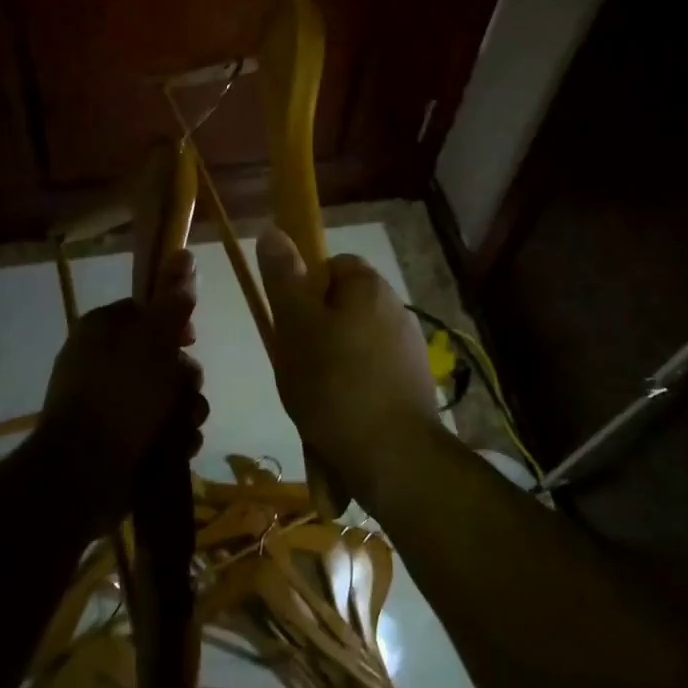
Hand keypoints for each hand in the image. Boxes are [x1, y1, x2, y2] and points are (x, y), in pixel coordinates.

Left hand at [40, 251, 208, 498]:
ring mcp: (109, 404)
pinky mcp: (118, 440)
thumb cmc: (121, 394)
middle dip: (185, 376)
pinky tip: (175, 448)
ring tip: (182, 426)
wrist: (83, 474)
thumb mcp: (154, 338)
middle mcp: (102, 362)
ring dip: (185, 410)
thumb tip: (184, 253)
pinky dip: (172, 437)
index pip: (147, 311)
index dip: (174, 323)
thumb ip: (174, 299)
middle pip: (163, 356)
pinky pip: (158, 428)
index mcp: (102, 329)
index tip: (190, 338)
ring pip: (167, 395)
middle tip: (184, 390)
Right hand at [255, 228, 439, 510]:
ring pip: (355, 342)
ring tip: (313, 397)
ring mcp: (409, 348)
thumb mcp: (295, 326)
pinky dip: (353, 388)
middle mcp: (396, 308)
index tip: (289, 323)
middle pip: (342, 305)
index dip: (304, 289)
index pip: (331, 265)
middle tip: (295, 362)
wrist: (394, 458)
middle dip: (316, 330)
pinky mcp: (414, 385)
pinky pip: (371, 374)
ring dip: (333, 362)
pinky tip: (338, 416)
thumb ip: (283, 277)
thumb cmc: (334, 384)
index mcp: (369, 286)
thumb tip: (273, 229)